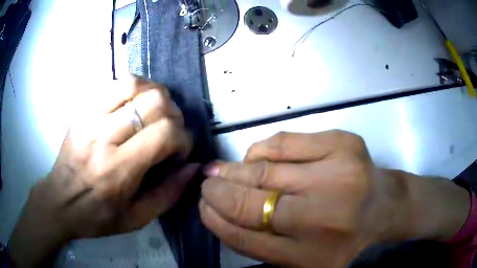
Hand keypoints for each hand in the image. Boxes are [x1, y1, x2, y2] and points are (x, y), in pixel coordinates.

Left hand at [9, 76, 196, 266]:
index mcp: (117, 170)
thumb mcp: (136, 219)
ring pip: (134, 84)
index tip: (180, 151)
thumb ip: (169, 194)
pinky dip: (135, 87)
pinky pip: (115, 83)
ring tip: (155, 112)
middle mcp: (102, 137)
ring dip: (155, 95)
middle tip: (170, 131)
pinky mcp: (82, 109)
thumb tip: (193, 166)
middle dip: (173, 114)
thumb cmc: (97, 216)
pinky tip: (136, 103)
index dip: (183, 138)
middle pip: (153, 102)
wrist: (59, 202)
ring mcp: (89, 117)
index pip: (164, 133)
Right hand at [200, 131, 469, 267]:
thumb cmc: (343, 239)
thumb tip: (220, 212)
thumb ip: (262, 244)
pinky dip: (261, 150)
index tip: (203, 207)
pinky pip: (284, 142)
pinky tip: (254, 157)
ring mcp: (339, 175)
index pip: (246, 238)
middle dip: (219, 192)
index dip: (217, 221)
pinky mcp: (343, 143)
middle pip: (253, 202)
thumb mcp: (303, 259)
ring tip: (221, 171)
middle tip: (205, 184)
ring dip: (235, 170)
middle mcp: (326, 218)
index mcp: (313, 256)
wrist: (385, 208)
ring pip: (265, 169)